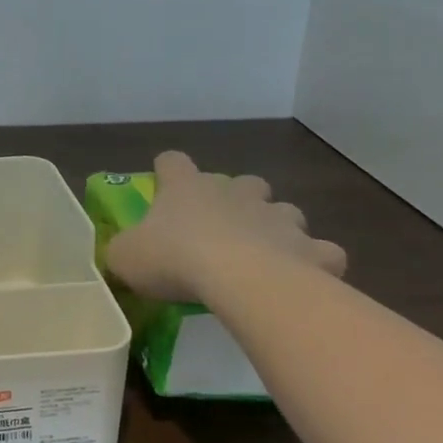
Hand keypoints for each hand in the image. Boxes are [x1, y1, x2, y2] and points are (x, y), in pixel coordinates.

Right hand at [106, 151, 346, 302]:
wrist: (243, 280)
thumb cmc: (176, 260)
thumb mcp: (127, 258)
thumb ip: (122, 251)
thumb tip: (121, 253)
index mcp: (187, 188)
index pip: (172, 162)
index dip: (166, 172)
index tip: (162, 187)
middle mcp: (235, 193)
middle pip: (242, 182)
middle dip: (237, 200)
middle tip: (222, 230)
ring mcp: (278, 217)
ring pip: (284, 212)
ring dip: (276, 228)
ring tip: (264, 257)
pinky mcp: (311, 249)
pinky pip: (320, 252)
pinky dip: (314, 262)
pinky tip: (303, 280)